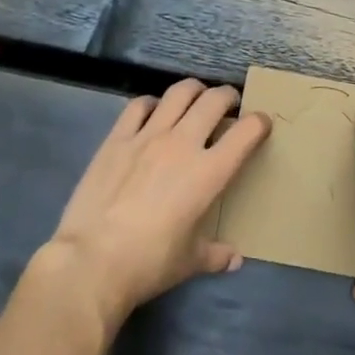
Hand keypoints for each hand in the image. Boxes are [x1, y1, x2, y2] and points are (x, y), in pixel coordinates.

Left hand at [40, 80, 270, 331]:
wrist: (92, 262)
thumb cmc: (149, 264)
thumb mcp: (189, 263)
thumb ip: (215, 254)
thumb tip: (234, 259)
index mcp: (208, 173)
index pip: (245, 133)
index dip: (259, 123)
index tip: (261, 123)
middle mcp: (183, 144)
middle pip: (214, 100)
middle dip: (228, 97)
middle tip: (229, 104)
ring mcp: (148, 136)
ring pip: (179, 92)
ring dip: (194, 90)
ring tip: (196, 98)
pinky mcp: (118, 138)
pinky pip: (139, 105)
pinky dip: (152, 103)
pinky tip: (153, 111)